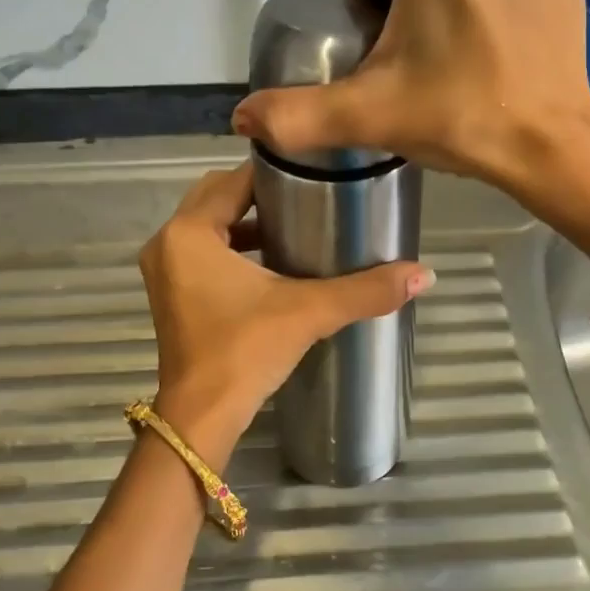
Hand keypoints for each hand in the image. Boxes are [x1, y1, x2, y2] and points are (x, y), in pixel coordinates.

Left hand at [139, 165, 432, 452]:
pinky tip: (271, 263)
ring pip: (208, 225)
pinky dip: (232, 248)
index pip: (234, 181)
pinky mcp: (171, 294)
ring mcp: (164, 270)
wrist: (202, 417)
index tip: (314, 173)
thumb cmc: (245, 352)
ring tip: (296, 224)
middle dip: (259, 194)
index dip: (274, 172)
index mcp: (189, 232)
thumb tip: (425, 274)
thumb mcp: (308, 312)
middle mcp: (168, 242)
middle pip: (217, 198)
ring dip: (245, 222)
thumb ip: (365, 290)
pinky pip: (202, 251)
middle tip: (309, 195)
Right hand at [231, 0, 589, 201]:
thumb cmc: (458, 116)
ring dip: (449, 3)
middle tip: (411, 67)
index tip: (371, 55)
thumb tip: (241, 118)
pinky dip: (493, 5)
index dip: (358, 11)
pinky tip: (494, 49)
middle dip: (404, 7)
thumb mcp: (368, 114)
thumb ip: (297, 114)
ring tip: (454, 60)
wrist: (550, 145)